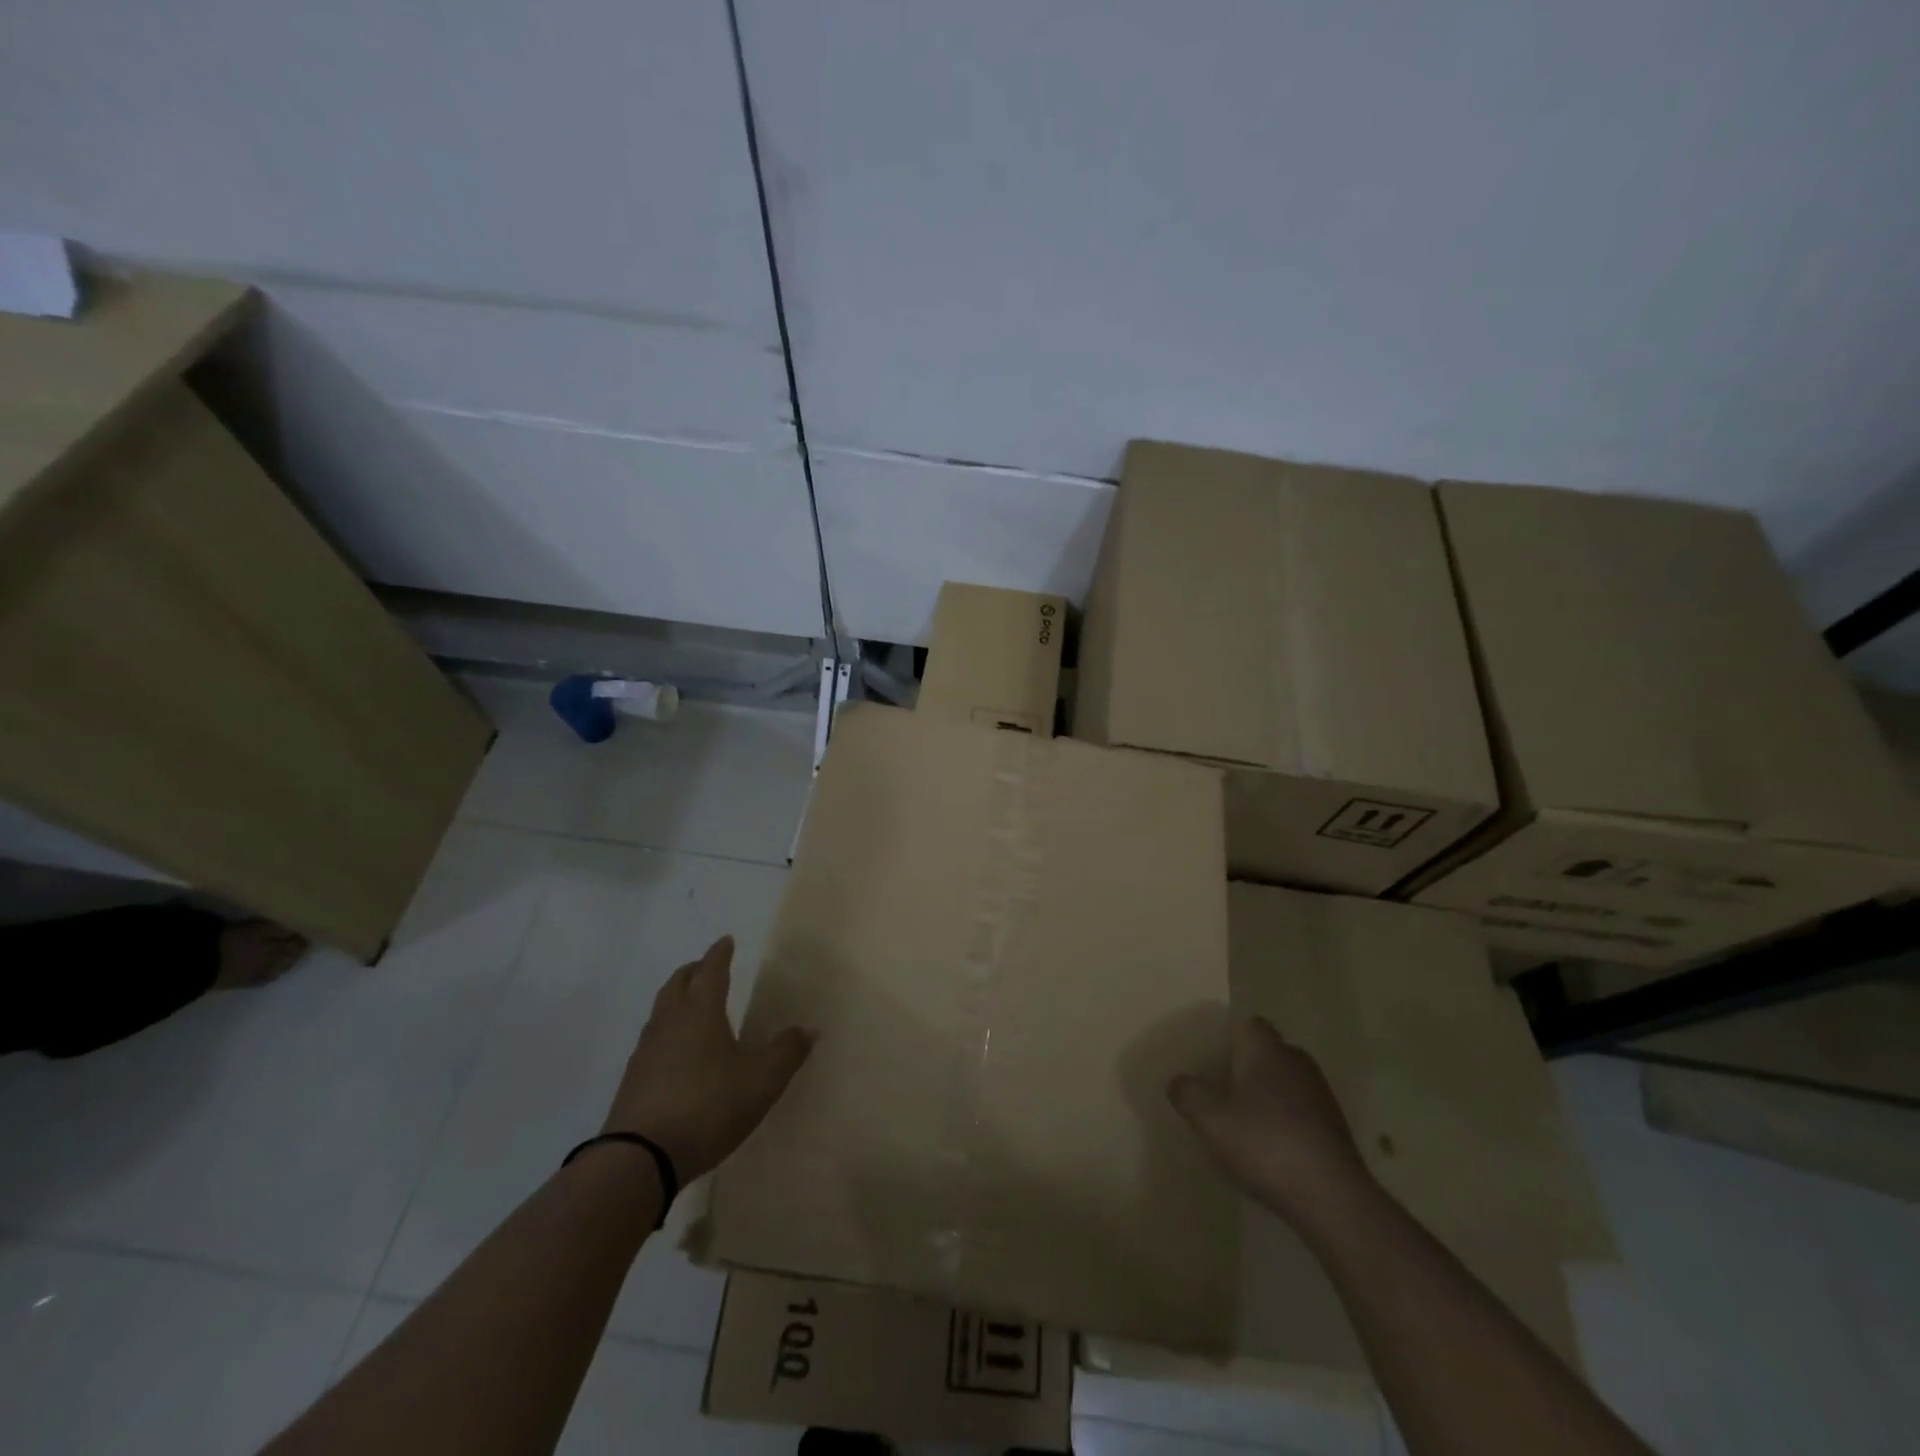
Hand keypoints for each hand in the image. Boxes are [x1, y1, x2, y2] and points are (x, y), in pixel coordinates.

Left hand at [603, 935, 813, 1182]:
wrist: (640, 1159)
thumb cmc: (708, 1106)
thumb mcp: (761, 1081)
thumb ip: (786, 1052)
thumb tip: (809, 1028)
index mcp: (701, 1011)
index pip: (711, 970)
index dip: (720, 954)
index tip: (726, 940)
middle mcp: (670, 1021)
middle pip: (679, 983)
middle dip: (694, 971)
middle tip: (707, 966)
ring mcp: (646, 1050)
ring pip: (662, 1009)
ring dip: (677, 998)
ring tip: (692, 1004)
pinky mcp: (633, 1079)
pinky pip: (653, 1039)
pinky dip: (668, 1030)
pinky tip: (677, 1050)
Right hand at [1169, 1016, 1376, 1231]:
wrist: (1331, 1197)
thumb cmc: (1264, 1142)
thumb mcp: (1209, 1118)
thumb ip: (1187, 1093)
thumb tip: (1178, 1081)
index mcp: (1266, 1049)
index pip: (1247, 1023)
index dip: (1227, 1036)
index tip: (1208, 1056)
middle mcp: (1295, 1061)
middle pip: (1266, 1052)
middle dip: (1244, 1066)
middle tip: (1218, 1087)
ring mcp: (1320, 1094)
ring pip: (1284, 1081)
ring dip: (1265, 1095)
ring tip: (1240, 1120)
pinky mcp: (1334, 1127)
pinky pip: (1300, 1110)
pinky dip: (1283, 1120)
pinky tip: (1268, 1147)